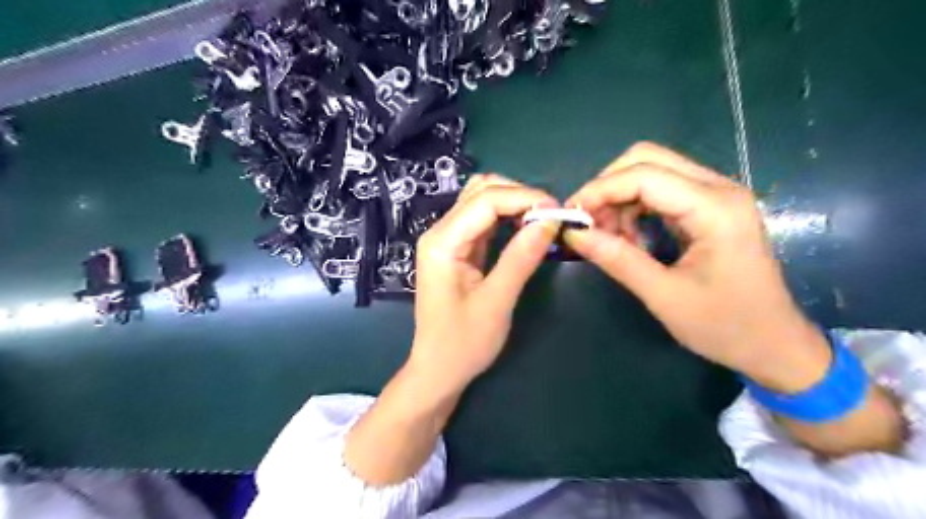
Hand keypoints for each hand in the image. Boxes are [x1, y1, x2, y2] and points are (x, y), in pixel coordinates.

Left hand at [410, 174, 555, 396]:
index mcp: (442, 242)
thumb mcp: (497, 301)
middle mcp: (439, 232)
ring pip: (481, 201)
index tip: (558, 211)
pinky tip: (525, 228)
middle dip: (519, 196)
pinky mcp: (456, 249)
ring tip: (542, 221)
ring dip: (513, 204)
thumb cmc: (464, 343)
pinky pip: (482, 221)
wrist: (438, 369)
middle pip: (481, 192)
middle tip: (551, 217)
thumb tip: (549, 221)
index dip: (524, 198)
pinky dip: (506, 218)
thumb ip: (521, 258)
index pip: (485, 200)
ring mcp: (446, 239)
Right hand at [564, 144, 831, 390]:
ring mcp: (716, 196)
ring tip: (610, 240)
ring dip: (620, 199)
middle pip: (647, 159)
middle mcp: (719, 189)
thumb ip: (617, 259)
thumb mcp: (663, 296)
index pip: (643, 175)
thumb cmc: (725, 326)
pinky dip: (635, 209)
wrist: (775, 345)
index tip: (570, 217)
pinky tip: (630, 240)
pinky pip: (661, 191)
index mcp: (714, 208)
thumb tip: (574, 234)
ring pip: (651, 172)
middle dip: (608, 188)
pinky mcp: (709, 208)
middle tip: (589, 225)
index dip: (599, 190)